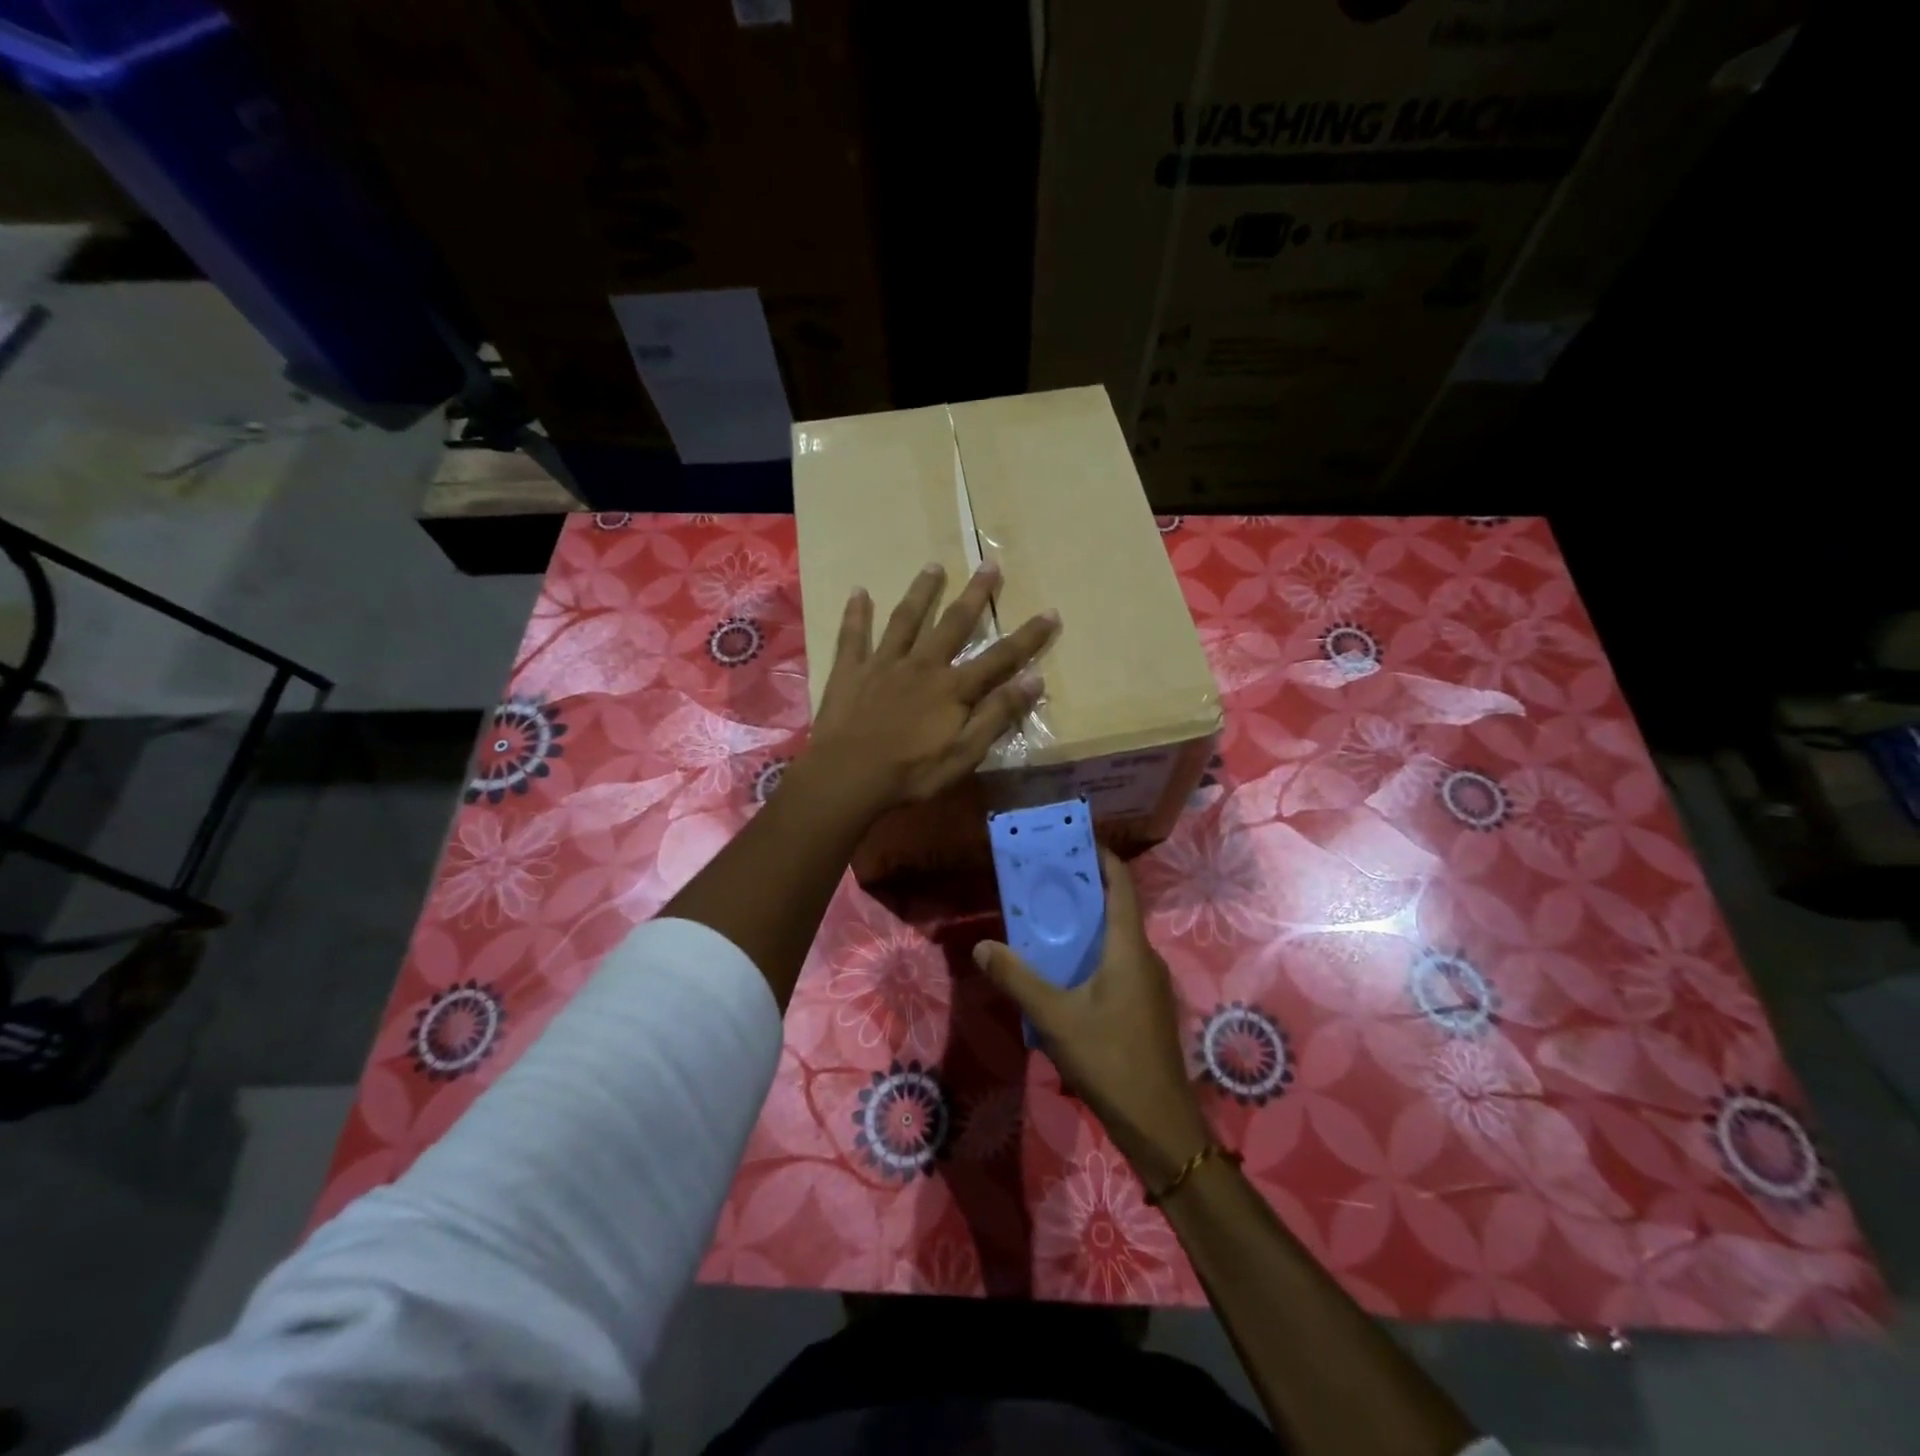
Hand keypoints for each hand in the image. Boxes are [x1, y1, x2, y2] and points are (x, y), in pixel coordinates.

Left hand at [808, 561, 1057, 814]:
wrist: (849, 776)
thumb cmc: (912, 772)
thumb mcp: (965, 753)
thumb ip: (997, 715)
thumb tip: (1034, 680)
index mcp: (953, 687)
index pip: (1000, 657)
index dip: (1028, 637)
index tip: (1051, 612)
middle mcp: (922, 664)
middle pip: (953, 623)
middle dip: (975, 594)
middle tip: (988, 564)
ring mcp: (883, 663)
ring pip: (905, 619)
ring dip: (921, 591)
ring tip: (933, 566)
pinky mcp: (850, 670)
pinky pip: (853, 635)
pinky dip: (856, 613)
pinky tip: (859, 591)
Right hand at [973, 850, 1210, 1190]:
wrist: (1159, 1123)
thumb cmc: (1110, 1059)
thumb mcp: (1055, 1017)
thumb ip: (1017, 979)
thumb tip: (983, 946)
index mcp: (1128, 947)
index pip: (1121, 885)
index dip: (1101, 859)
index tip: (1073, 844)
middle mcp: (1144, 957)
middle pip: (1116, 910)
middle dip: (1083, 893)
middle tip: (1044, 885)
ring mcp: (1150, 985)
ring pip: (1116, 941)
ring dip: (1086, 928)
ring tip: (1047, 926)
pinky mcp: (1147, 1008)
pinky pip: (1119, 966)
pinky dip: (1093, 957)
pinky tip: (1066, 977)